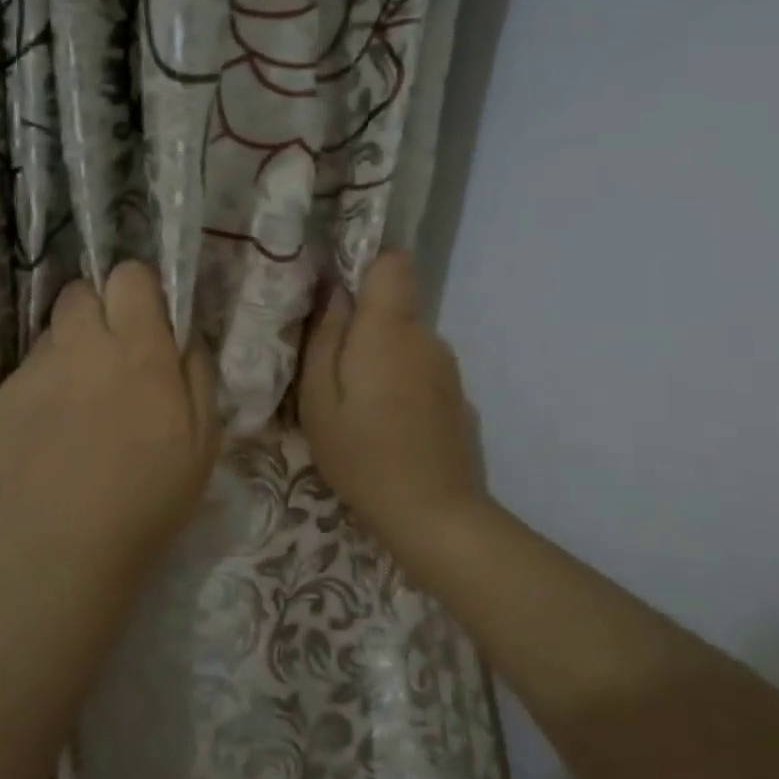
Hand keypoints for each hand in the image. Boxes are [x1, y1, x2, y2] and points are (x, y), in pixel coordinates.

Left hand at [0, 262, 220, 573]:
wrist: (68, 549)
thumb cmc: (151, 496)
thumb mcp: (204, 437)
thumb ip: (197, 373)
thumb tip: (183, 337)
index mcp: (138, 351)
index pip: (128, 275)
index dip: (138, 291)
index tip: (145, 323)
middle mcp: (82, 347)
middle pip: (80, 292)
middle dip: (98, 312)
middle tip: (111, 357)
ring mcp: (35, 372)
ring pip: (52, 334)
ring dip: (71, 351)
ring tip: (79, 402)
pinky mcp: (1, 400)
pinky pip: (28, 373)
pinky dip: (43, 389)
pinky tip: (51, 433)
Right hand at [298, 251, 490, 554]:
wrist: (435, 515)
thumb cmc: (362, 455)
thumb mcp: (319, 400)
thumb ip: (324, 337)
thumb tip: (333, 291)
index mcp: (389, 329)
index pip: (393, 262)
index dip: (366, 269)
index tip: (339, 301)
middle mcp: (427, 337)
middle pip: (394, 309)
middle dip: (364, 330)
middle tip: (335, 378)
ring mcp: (449, 369)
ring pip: (407, 344)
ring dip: (383, 363)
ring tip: (361, 412)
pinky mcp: (460, 398)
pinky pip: (423, 374)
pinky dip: (404, 388)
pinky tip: (393, 430)